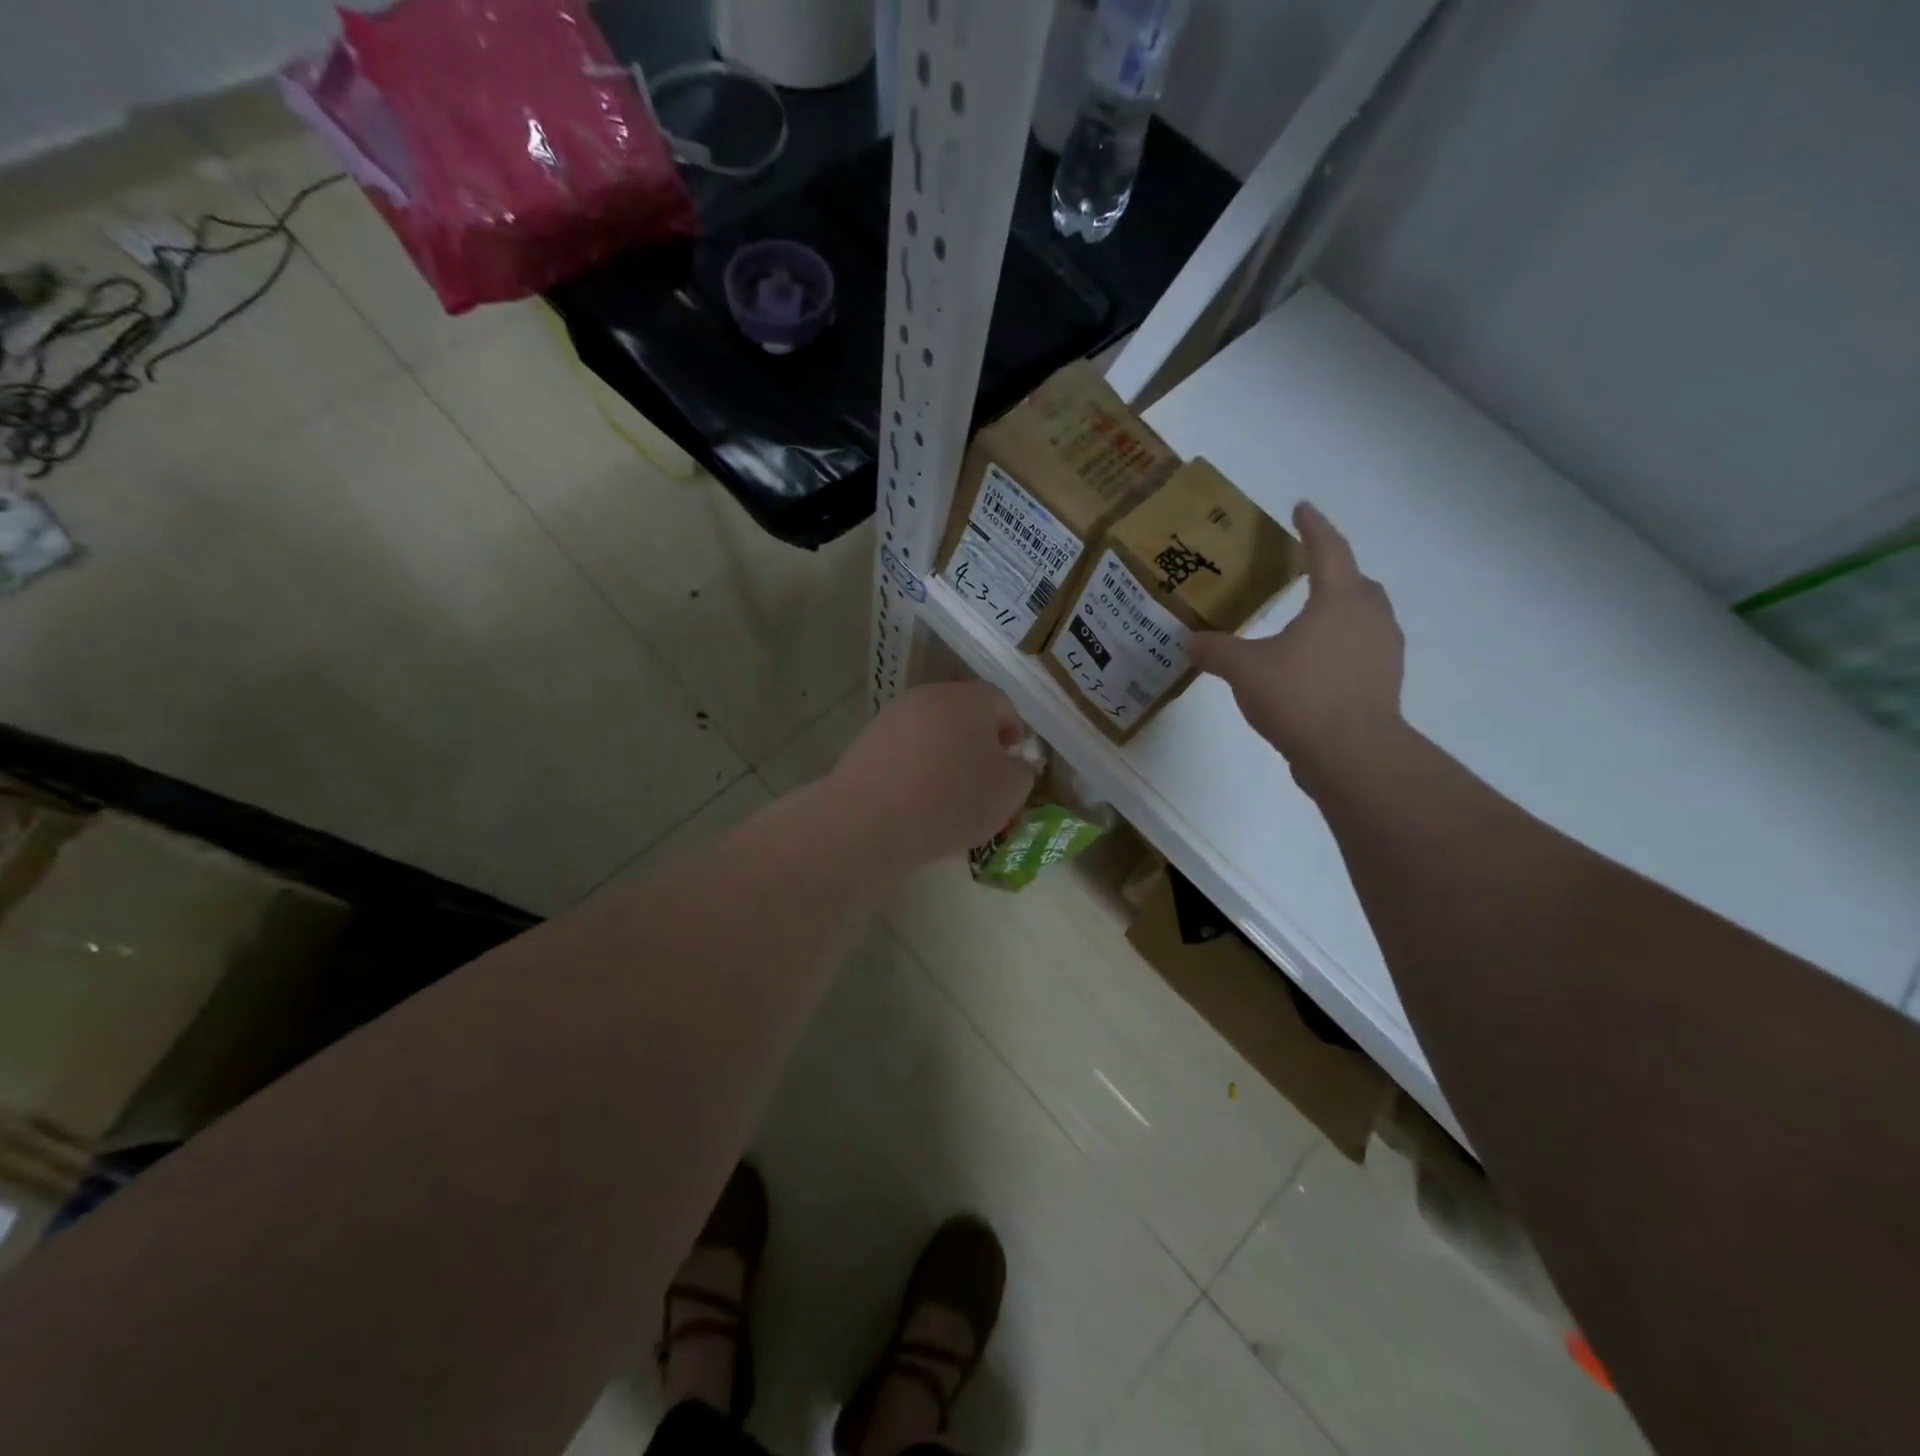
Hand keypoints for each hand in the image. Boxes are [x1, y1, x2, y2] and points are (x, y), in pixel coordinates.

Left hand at [830, 682, 1035, 867]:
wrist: (871, 820)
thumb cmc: (953, 801)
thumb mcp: (1009, 793)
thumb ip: (1021, 771)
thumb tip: (1011, 763)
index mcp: (970, 699)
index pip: (1001, 704)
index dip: (1012, 731)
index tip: (1012, 762)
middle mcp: (930, 696)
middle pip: (963, 713)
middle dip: (977, 740)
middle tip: (983, 776)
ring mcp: (894, 715)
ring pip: (931, 729)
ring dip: (944, 752)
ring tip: (948, 791)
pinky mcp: (867, 739)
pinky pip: (904, 748)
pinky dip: (915, 765)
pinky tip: (916, 796)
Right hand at [1190, 503, 1404, 778]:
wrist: (1351, 753)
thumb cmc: (1300, 695)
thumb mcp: (1245, 669)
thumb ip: (1216, 651)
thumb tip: (1191, 641)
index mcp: (1339, 600)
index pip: (1328, 550)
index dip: (1313, 527)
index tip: (1302, 507)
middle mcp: (1370, 618)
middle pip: (1358, 583)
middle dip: (1336, 572)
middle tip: (1310, 573)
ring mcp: (1383, 652)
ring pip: (1365, 619)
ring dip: (1341, 613)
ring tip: (1310, 622)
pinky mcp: (1383, 684)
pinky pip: (1363, 652)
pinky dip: (1342, 648)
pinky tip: (1315, 666)